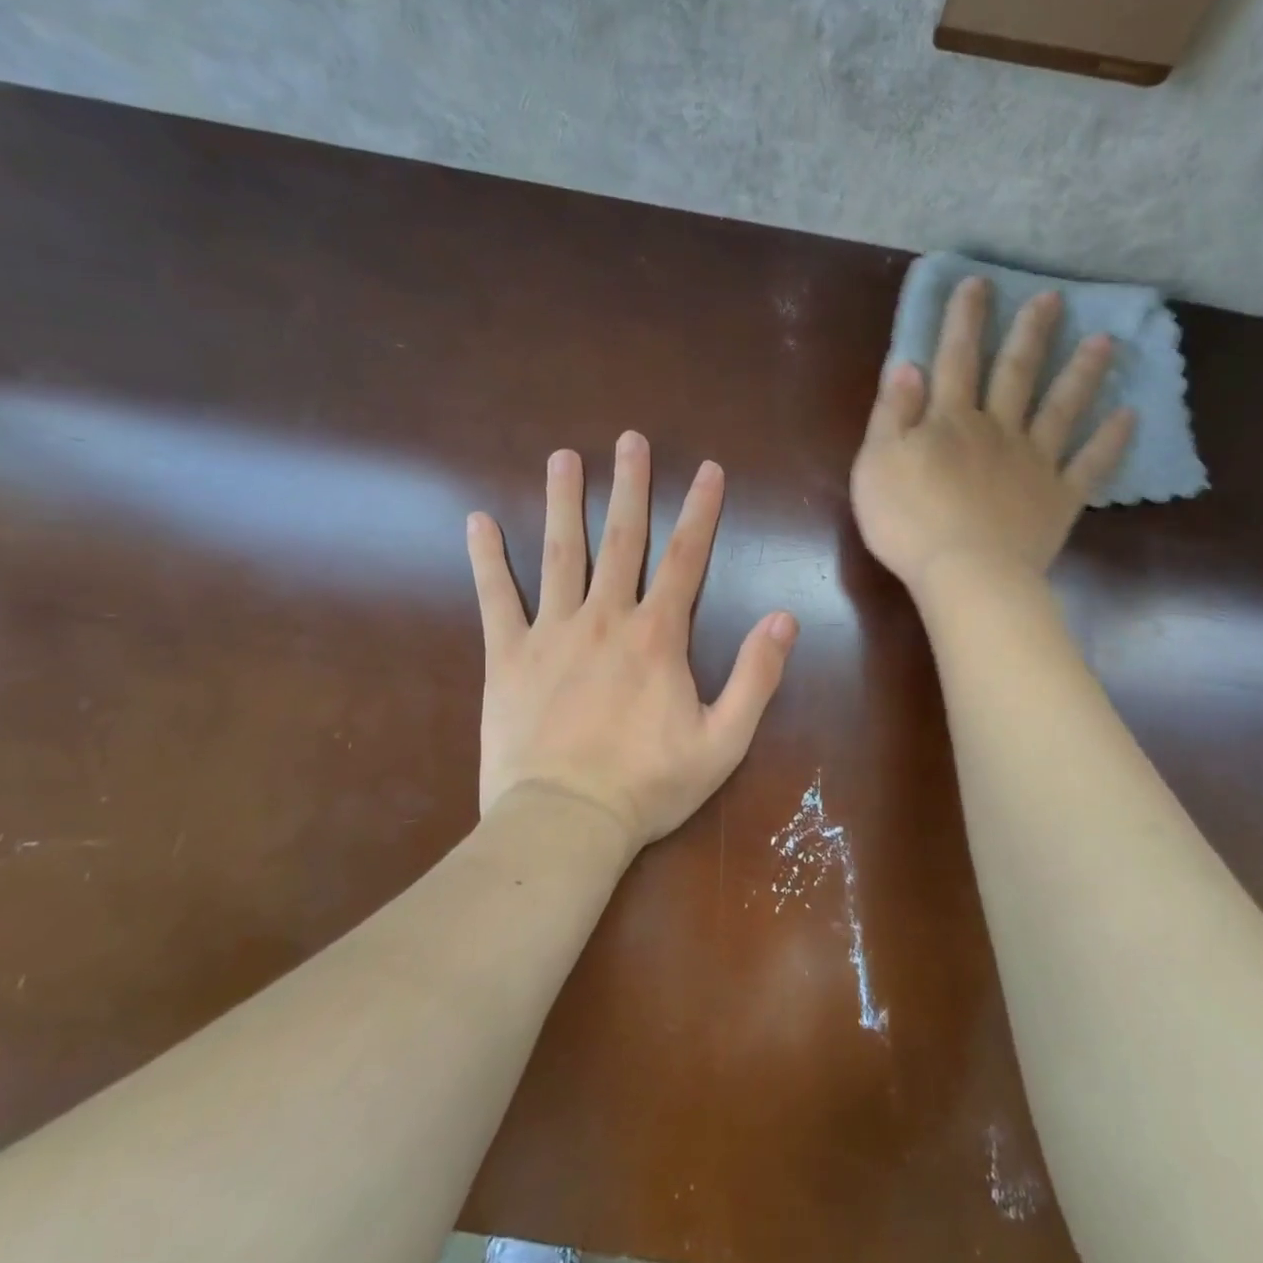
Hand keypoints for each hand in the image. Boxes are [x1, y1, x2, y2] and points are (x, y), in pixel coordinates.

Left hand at [466, 432, 798, 850]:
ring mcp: (550, 632)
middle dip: (628, 486)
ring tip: (562, 458)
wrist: (565, 822)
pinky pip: (495, 598)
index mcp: (656, 636)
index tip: (708, 469)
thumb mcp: (724, 740)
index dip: (701, 510)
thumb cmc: (648, 786)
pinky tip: (478, 522)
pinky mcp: (506, 657)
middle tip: (629, 440)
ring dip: (562, 503)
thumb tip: (784, 618)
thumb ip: (757, 676)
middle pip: (620, 540)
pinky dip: (486, 559)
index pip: (686, 558)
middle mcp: (604, 618)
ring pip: (559, 554)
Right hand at [850, 276, 1135, 592]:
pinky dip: (1111, 441)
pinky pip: (1089, 465)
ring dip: (1081, 373)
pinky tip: (1130, 416)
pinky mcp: (1058, 498)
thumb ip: (892, 414)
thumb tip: (909, 364)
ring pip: (1060, 408)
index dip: (964, 320)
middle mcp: (997, 429)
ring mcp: (1034, 462)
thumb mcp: (877, 464)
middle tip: (1053, 298)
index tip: (977, 283)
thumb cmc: (908, 522)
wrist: (964, 574)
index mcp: (950, 421)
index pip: (956, 359)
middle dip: (1030, 333)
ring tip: (1105, 341)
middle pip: (1015, 373)